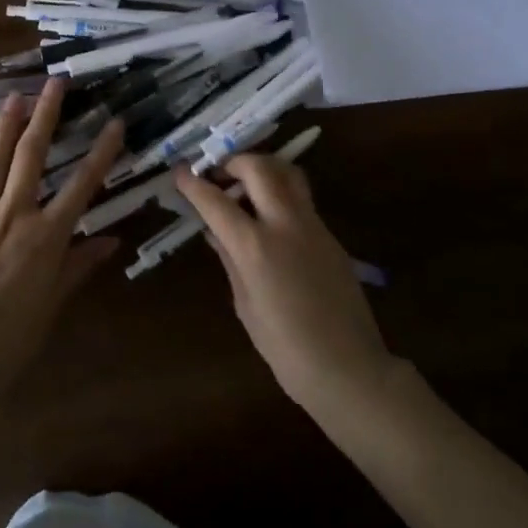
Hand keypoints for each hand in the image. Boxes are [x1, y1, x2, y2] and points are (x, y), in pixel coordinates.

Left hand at [0, 79, 124, 390]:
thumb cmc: (11, 338)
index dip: (101, 152)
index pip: (82, 185)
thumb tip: (111, 241)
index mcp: (46, 236)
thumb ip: (79, 265)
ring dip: (5, 126)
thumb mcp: (53, 302)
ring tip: (15, 96)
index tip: (114, 123)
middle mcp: (14, 215)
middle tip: (55, 83)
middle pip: (32, 156)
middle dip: (46, 116)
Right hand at [173, 154, 394, 415]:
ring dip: (263, 168)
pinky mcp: (330, 235)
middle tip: (218, 174)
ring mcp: (313, 225)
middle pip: (259, 168)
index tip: (180, 171)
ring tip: (245, 185)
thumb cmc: (285, 347)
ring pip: (288, 173)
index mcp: (255, 246)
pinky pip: (302, 198)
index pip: (216, 202)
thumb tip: (215, 233)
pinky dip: (280, 192)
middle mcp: (285, 224)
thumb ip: (230, 261)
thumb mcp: (245, 304)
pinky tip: (269, 216)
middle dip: (233, 162)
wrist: (347, 366)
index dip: (194, 184)